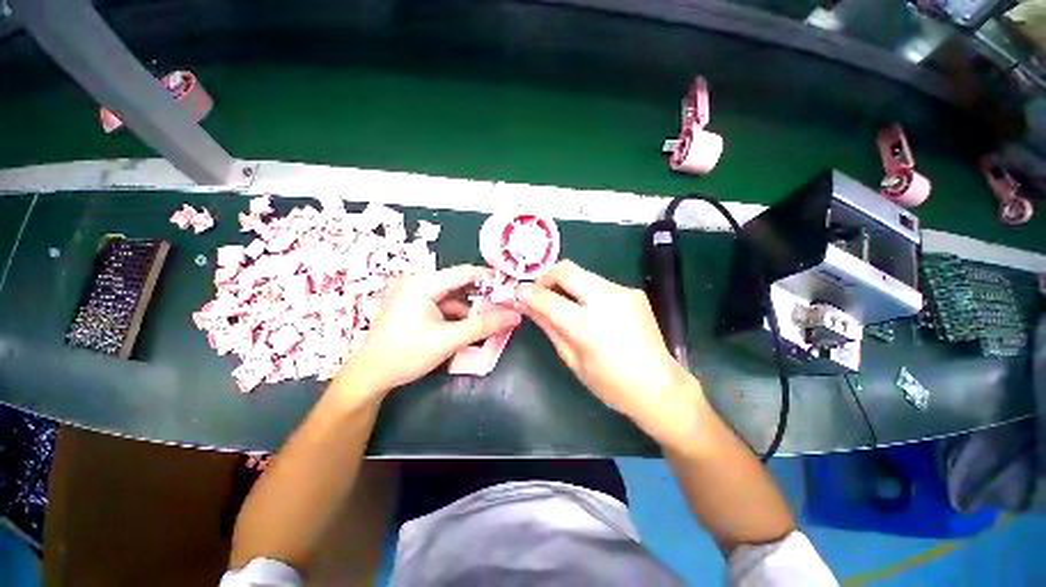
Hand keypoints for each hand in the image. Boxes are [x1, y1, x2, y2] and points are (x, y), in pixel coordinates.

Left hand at [335, 265, 520, 400]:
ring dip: (470, 308)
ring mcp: (414, 294)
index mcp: (423, 283)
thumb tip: (515, 316)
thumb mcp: (449, 339)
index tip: (511, 286)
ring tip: (490, 319)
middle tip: (504, 306)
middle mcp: (418, 282)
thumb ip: (484, 326)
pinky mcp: (413, 306)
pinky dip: (457, 314)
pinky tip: (469, 326)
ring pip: (452, 296)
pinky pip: (442, 305)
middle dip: (481, 296)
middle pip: (459, 284)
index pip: (465, 272)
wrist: (370, 376)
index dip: (490, 278)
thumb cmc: (406, 354)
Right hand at [517, 260, 705, 444]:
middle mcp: (607, 300)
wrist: (660, 386)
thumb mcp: (572, 360)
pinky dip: (584, 290)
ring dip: (565, 283)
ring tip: (561, 302)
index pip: (547, 298)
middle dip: (545, 277)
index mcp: (588, 326)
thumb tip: (527, 306)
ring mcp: (623, 292)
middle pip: (566, 269)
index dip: (526, 293)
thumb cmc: (611, 385)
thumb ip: (549, 327)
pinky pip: (598, 282)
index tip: (516, 293)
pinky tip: (586, 309)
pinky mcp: (632, 292)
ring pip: (582, 273)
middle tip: (538, 293)